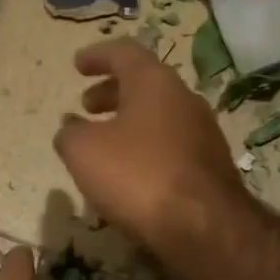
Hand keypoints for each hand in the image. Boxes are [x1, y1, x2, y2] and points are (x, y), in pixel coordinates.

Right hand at [53, 39, 248, 262]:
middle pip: (144, 84)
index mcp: (154, 83)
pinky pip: (169, 144)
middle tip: (86, 106)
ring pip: (158, 115)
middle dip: (111, 92)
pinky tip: (130, 172)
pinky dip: (145, 146)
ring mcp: (202, 132)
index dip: (97, 56)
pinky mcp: (209, 165)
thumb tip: (70, 128)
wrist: (203, 226)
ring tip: (103, 143)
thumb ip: (70, 134)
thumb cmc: (138, 176)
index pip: (124, 53)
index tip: (77, 65)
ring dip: (128, 122)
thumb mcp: (84, 152)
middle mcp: (184, 99)